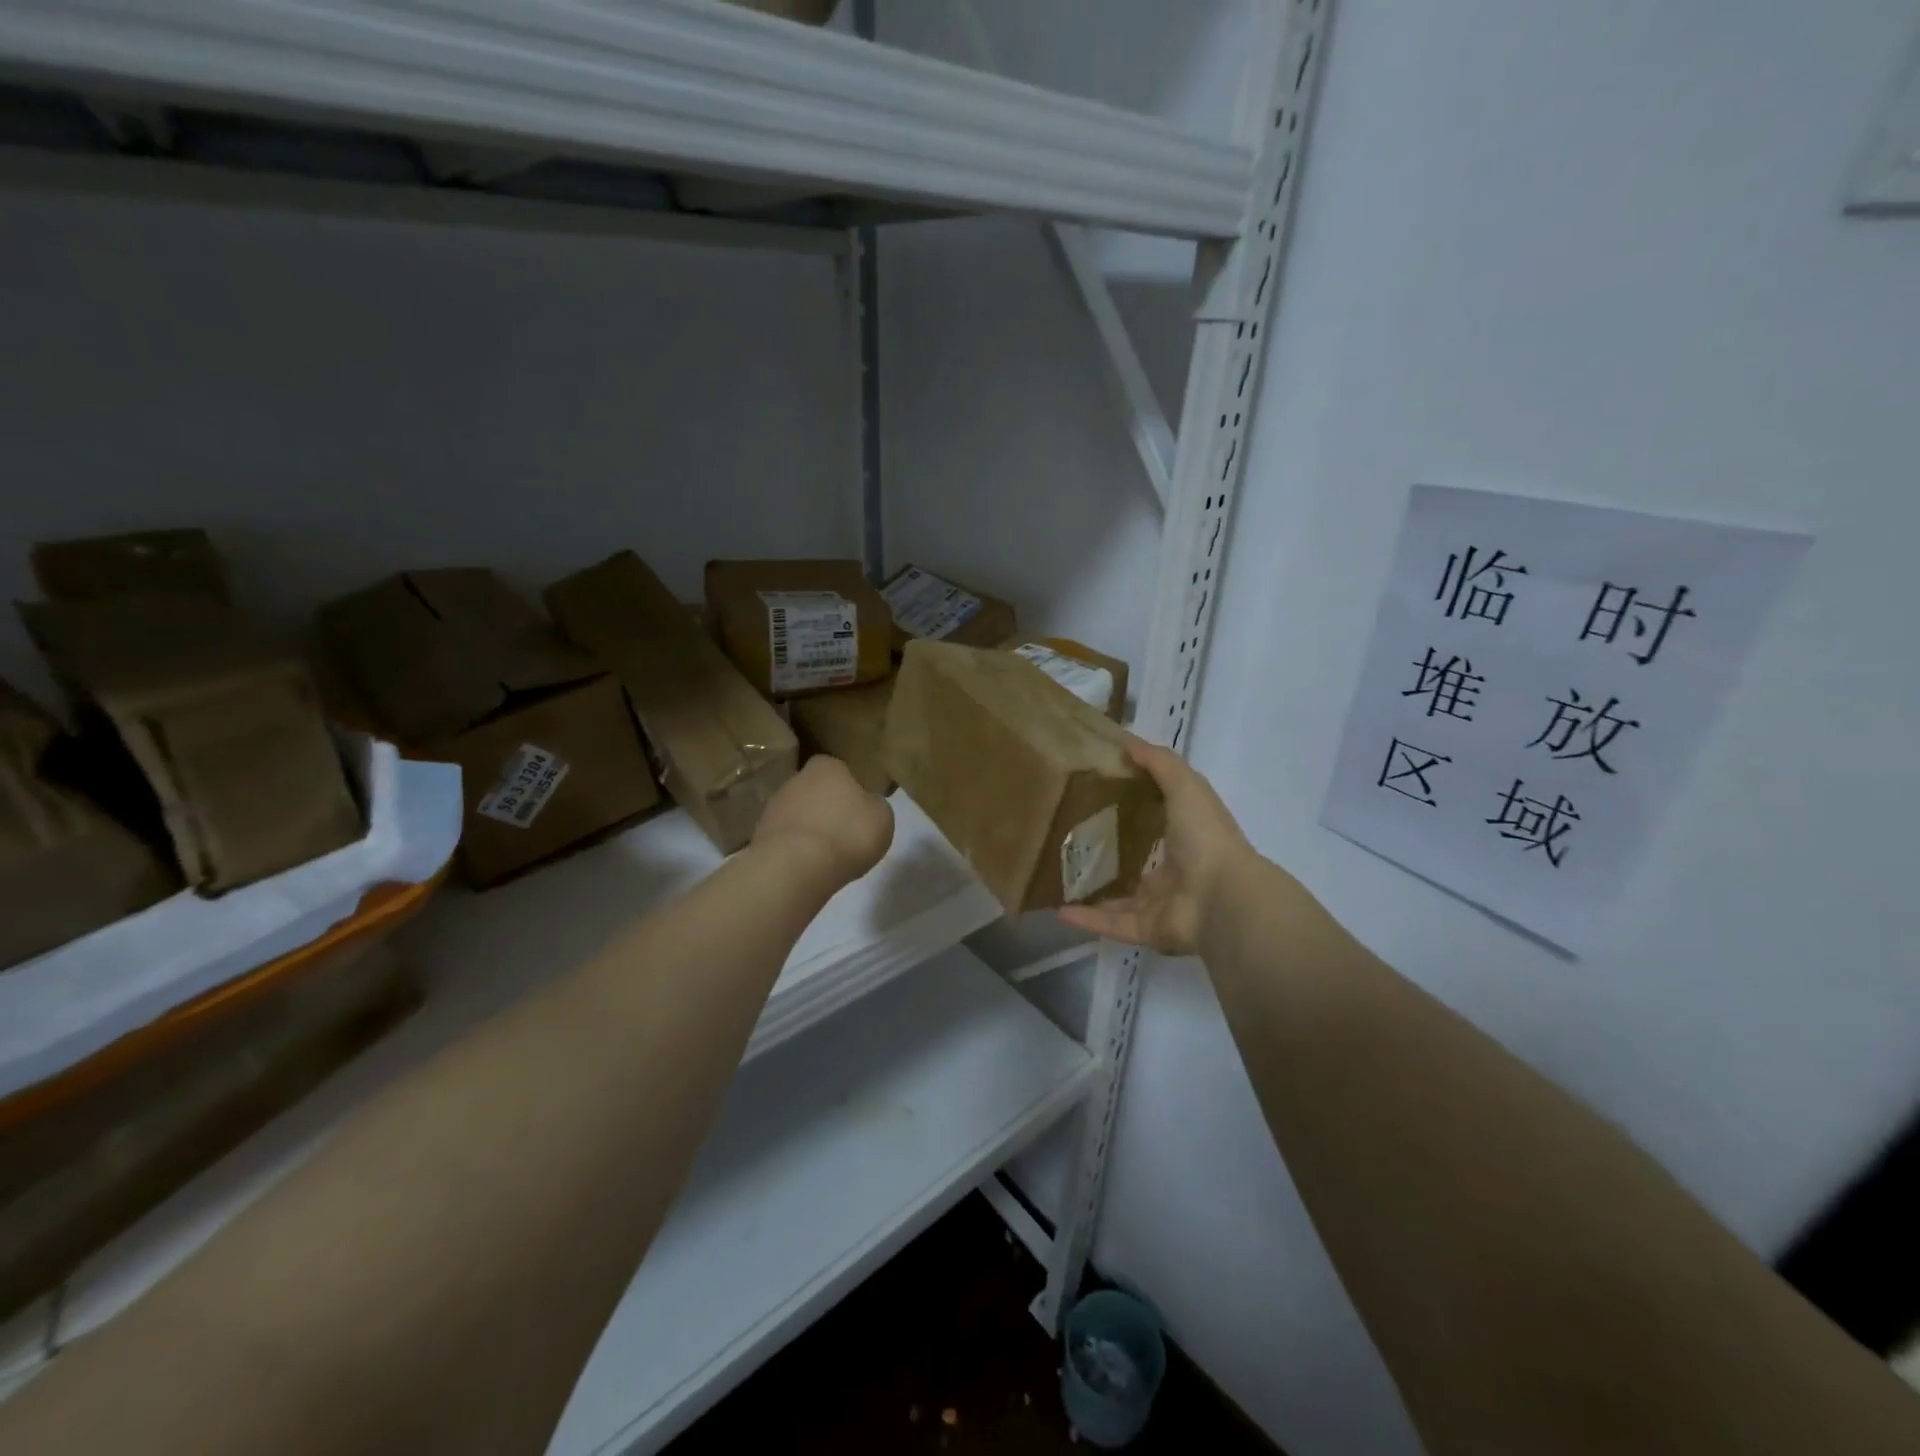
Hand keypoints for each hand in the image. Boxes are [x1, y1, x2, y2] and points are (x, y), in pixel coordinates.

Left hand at [752, 755, 894, 888]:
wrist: (796, 867)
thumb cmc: (848, 834)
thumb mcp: (882, 817)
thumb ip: (874, 805)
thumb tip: (866, 805)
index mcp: (827, 766)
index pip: (839, 769)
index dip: (850, 788)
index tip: (859, 811)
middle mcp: (796, 779)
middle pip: (816, 791)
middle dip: (827, 808)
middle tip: (845, 833)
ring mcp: (773, 807)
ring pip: (799, 814)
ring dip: (810, 830)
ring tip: (827, 855)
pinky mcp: (760, 836)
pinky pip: (787, 839)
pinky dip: (796, 850)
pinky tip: (809, 866)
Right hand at [1058, 735, 1254, 954]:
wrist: (1224, 899)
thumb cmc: (1206, 836)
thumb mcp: (1185, 786)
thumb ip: (1159, 763)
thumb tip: (1126, 739)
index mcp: (1186, 835)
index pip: (1157, 819)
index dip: (1132, 806)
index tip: (1095, 791)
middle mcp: (1175, 870)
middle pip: (1136, 861)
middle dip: (1107, 852)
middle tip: (1067, 838)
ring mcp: (1161, 903)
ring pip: (1120, 898)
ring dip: (1092, 891)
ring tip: (1057, 878)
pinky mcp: (1148, 930)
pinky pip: (1112, 925)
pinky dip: (1087, 920)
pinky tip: (1057, 910)